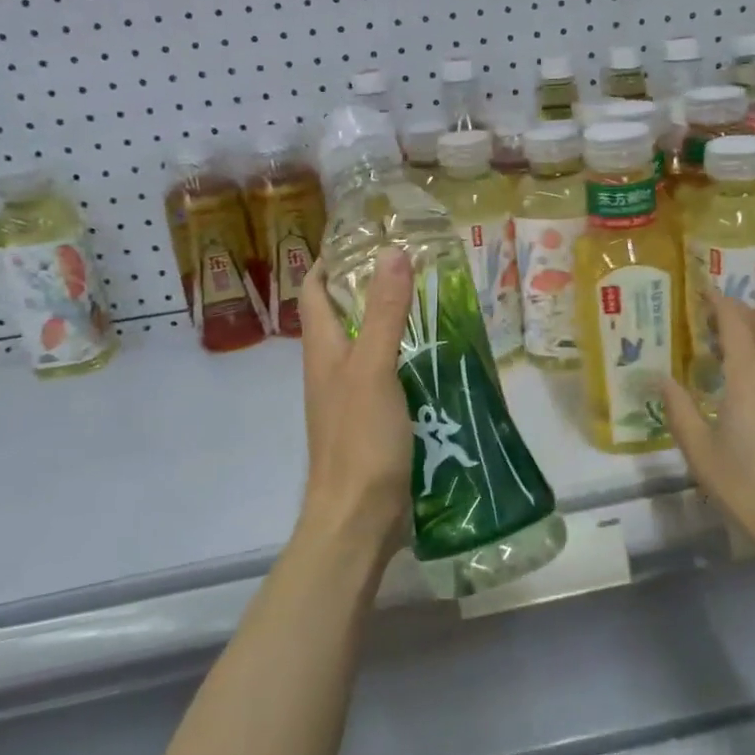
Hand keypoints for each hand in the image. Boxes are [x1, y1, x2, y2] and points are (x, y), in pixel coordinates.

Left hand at [295, 249, 415, 560]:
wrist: (359, 518)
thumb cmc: (360, 440)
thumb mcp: (374, 368)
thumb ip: (384, 312)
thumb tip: (392, 251)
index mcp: (323, 349)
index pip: (315, 290)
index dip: (331, 260)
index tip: (366, 237)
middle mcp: (332, 367)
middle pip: (343, 314)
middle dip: (371, 285)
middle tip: (414, 263)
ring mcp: (352, 396)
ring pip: (369, 344)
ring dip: (394, 321)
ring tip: (435, 300)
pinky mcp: (374, 419)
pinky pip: (390, 374)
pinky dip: (409, 357)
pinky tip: (439, 355)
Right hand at [661, 287, 754, 564]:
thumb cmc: (751, 490)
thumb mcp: (701, 454)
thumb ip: (680, 410)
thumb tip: (662, 378)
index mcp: (750, 379)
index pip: (736, 323)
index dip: (719, 302)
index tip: (704, 291)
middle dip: (740, 314)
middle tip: (715, 319)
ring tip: (739, 347)